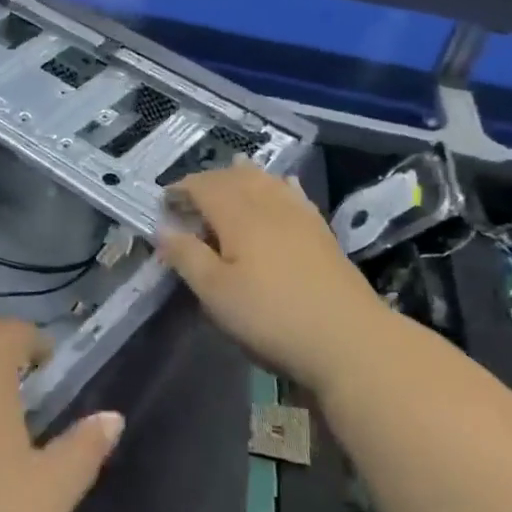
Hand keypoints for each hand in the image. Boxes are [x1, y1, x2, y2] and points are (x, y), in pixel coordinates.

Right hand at [158, 160, 386, 385]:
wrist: (349, 339)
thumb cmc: (271, 316)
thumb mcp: (215, 292)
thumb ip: (186, 256)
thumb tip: (162, 228)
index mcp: (238, 215)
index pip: (204, 186)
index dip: (181, 189)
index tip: (164, 201)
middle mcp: (268, 205)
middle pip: (235, 178)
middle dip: (209, 180)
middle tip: (190, 195)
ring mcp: (300, 216)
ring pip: (267, 181)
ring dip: (244, 175)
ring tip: (231, 173)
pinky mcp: (322, 233)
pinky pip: (296, 195)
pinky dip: (281, 185)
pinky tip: (283, 184)